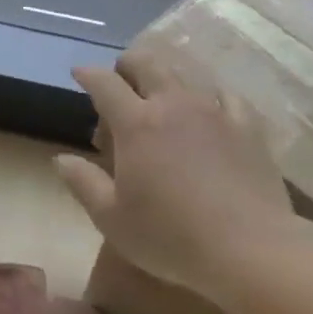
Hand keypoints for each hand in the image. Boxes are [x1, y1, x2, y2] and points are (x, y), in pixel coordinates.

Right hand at [55, 44, 296, 299]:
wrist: (251, 250)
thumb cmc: (172, 237)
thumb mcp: (113, 219)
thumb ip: (83, 183)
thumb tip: (61, 158)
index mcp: (136, 123)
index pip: (104, 83)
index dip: (88, 74)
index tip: (79, 73)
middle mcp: (172, 104)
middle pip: (146, 63)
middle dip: (128, 64)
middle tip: (121, 80)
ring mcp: (213, 111)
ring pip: (185, 74)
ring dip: (166, 79)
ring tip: (162, 98)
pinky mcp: (247, 127)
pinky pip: (226, 96)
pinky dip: (210, 97)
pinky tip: (211, 111)